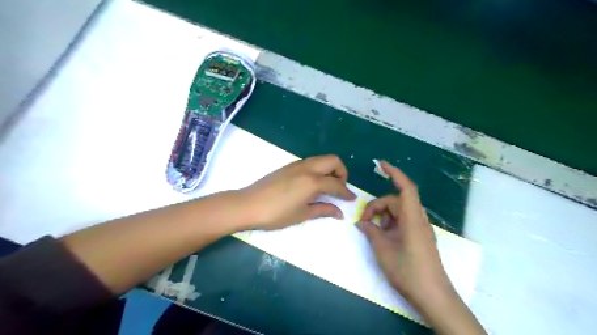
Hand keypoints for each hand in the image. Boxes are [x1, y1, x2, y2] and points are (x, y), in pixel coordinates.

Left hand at [240, 154, 355, 229]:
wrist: (248, 205)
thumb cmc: (276, 214)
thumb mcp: (302, 214)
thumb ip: (323, 210)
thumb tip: (340, 213)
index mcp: (313, 181)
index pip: (337, 184)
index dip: (346, 192)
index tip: (352, 199)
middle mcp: (307, 168)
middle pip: (333, 160)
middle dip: (342, 172)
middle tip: (340, 188)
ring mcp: (297, 164)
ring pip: (321, 159)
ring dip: (330, 169)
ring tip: (328, 186)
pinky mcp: (289, 166)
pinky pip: (311, 162)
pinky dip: (319, 169)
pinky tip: (313, 184)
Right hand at [357, 160, 449, 307]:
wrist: (432, 296)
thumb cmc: (408, 271)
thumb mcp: (383, 250)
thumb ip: (371, 231)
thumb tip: (361, 222)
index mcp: (412, 218)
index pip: (406, 188)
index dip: (394, 173)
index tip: (381, 164)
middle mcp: (418, 219)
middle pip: (396, 201)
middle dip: (377, 206)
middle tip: (363, 222)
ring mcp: (419, 229)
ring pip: (398, 211)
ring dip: (383, 216)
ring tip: (372, 230)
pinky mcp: (418, 237)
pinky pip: (402, 222)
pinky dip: (389, 223)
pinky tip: (381, 235)